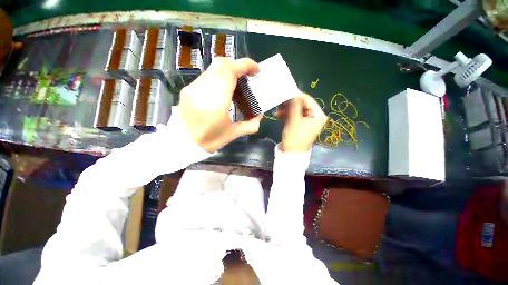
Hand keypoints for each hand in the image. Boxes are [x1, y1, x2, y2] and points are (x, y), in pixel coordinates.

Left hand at [178, 57, 261, 152]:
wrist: (183, 143)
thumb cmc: (209, 140)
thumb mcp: (233, 134)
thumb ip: (250, 125)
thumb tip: (259, 116)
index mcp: (216, 101)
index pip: (230, 70)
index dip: (245, 65)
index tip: (256, 69)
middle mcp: (202, 89)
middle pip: (221, 64)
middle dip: (237, 66)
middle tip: (246, 77)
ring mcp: (193, 88)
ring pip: (213, 69)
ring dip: (228, 72)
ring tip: (236, 84)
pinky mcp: (187, 90)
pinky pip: (206, 77)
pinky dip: (218, 78)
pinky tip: (222, 90)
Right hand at [276, 93, 327, 152]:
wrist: (291, 153)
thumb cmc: (294, 137)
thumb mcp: (294, 120)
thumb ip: (294, 105)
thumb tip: (294, 93)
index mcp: (318, 115)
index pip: (307, 99)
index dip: (296, 96)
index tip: (284, 94)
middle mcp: (315, 116)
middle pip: (302, 105)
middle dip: (290, 104)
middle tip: (279, 103)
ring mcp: (308, 121)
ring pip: (297, 110)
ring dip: (287, 109)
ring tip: (277, 110)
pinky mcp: (301, 125)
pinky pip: (295, 116)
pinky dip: (287, 115)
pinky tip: (279, 115)